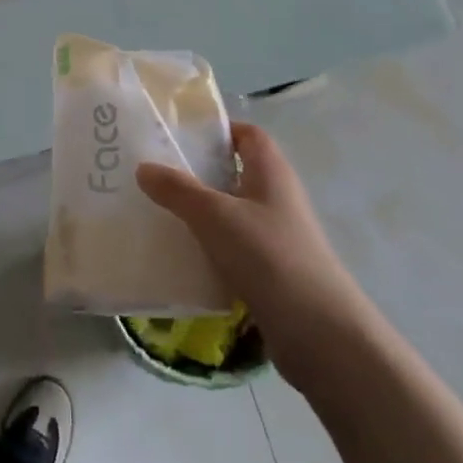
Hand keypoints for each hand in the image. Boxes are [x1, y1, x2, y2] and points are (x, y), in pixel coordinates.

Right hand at [136, 123, 368, 374]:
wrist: (318, 332)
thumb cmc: (268, 256)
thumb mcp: (215, 216)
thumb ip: (177, 189)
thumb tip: (143, 167)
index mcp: (271, 172)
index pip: (247, 134)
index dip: (218, 129)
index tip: (177, 134)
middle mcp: (276, 197)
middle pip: (234, 172)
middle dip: (197, 171)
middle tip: (154, 171)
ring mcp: (275, 235)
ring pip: (230, 211)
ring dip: (199, 210)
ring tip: (155, 210)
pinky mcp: (269, 270)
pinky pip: (231, 246)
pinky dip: (207, 245)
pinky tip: (177, 253)